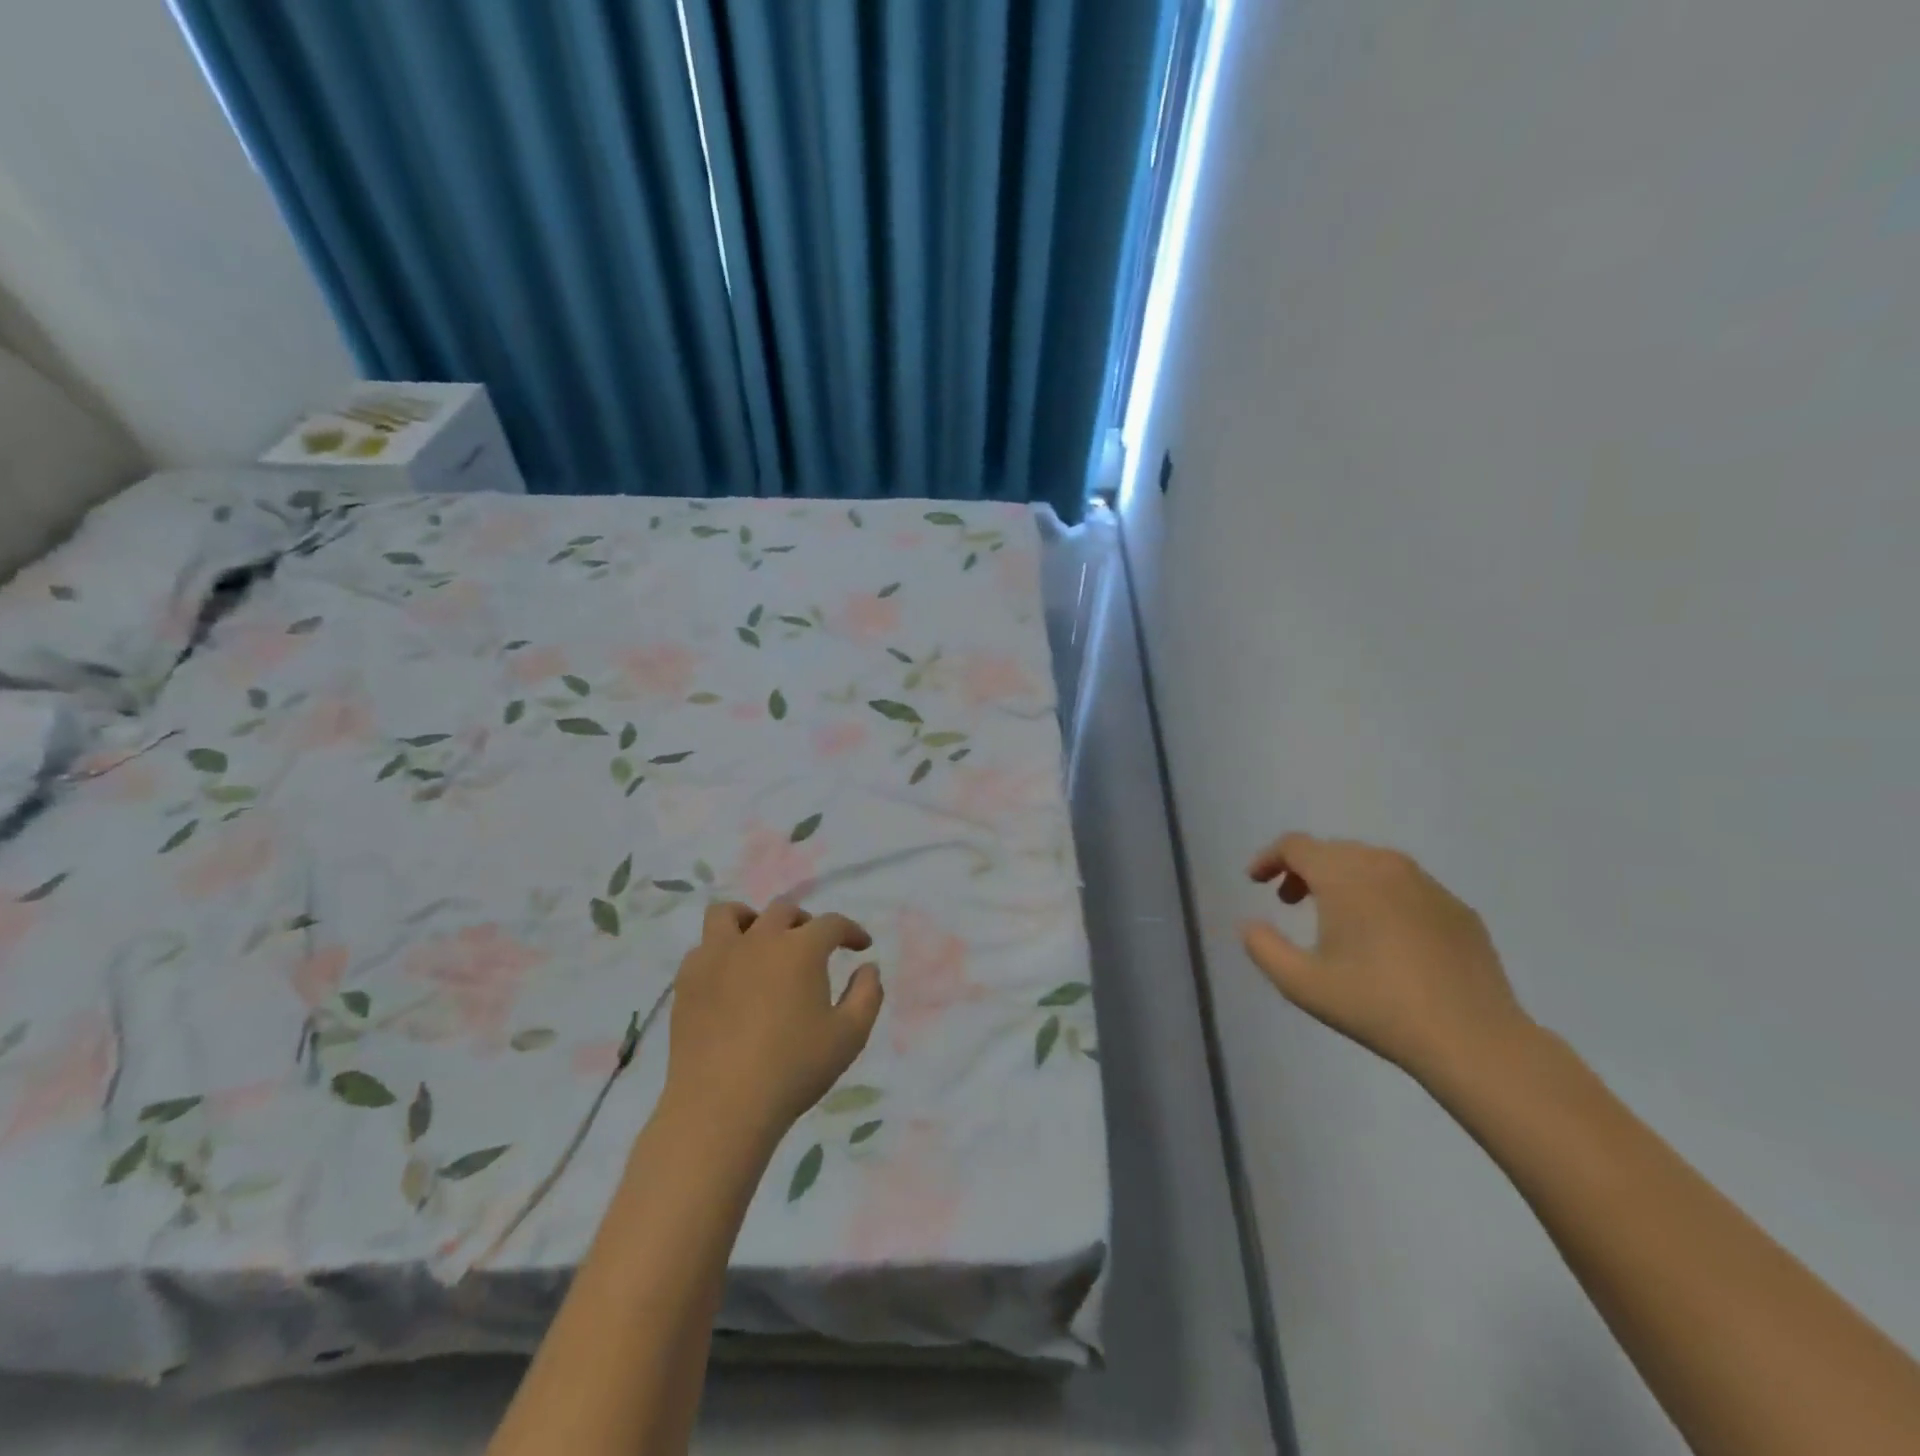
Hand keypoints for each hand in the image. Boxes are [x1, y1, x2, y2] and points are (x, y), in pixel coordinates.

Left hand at [661, 900, 884, 1145]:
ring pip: (730, 914)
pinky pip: (703, 947)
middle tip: (814, 948)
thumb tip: (868, 967)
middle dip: (806, 923)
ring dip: (751, 920)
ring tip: (760, 943)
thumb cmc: (793, 1070)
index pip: (832, 924)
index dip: (851, 931)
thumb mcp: (849, 1036)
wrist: (721, 1106)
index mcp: (800, 949)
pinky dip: (721, 951)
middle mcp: (758, 939)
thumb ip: (867, 994)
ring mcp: (717, 956)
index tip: (861, 947)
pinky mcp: (687, 980)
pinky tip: (729, 976)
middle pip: (784, 911)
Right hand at [1241, 834, 1533, 1086]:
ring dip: (1342, 880)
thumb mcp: (1301, 983)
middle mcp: (1385, 866)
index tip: (1255, 881)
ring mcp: (1427, 885)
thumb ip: (1263, 947)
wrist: (1473, 1038)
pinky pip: (1406, 887)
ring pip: (1371, 864)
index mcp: (1344, 876)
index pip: (1295, 846)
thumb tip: (1250, 925)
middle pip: (1332, 850)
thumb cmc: (1376, 1005)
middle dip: (1303, 869)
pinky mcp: (1457, 909)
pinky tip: (1384, 937)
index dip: (1269, 858)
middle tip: (1289, 901)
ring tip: (1335, 917)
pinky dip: (1381, 897)